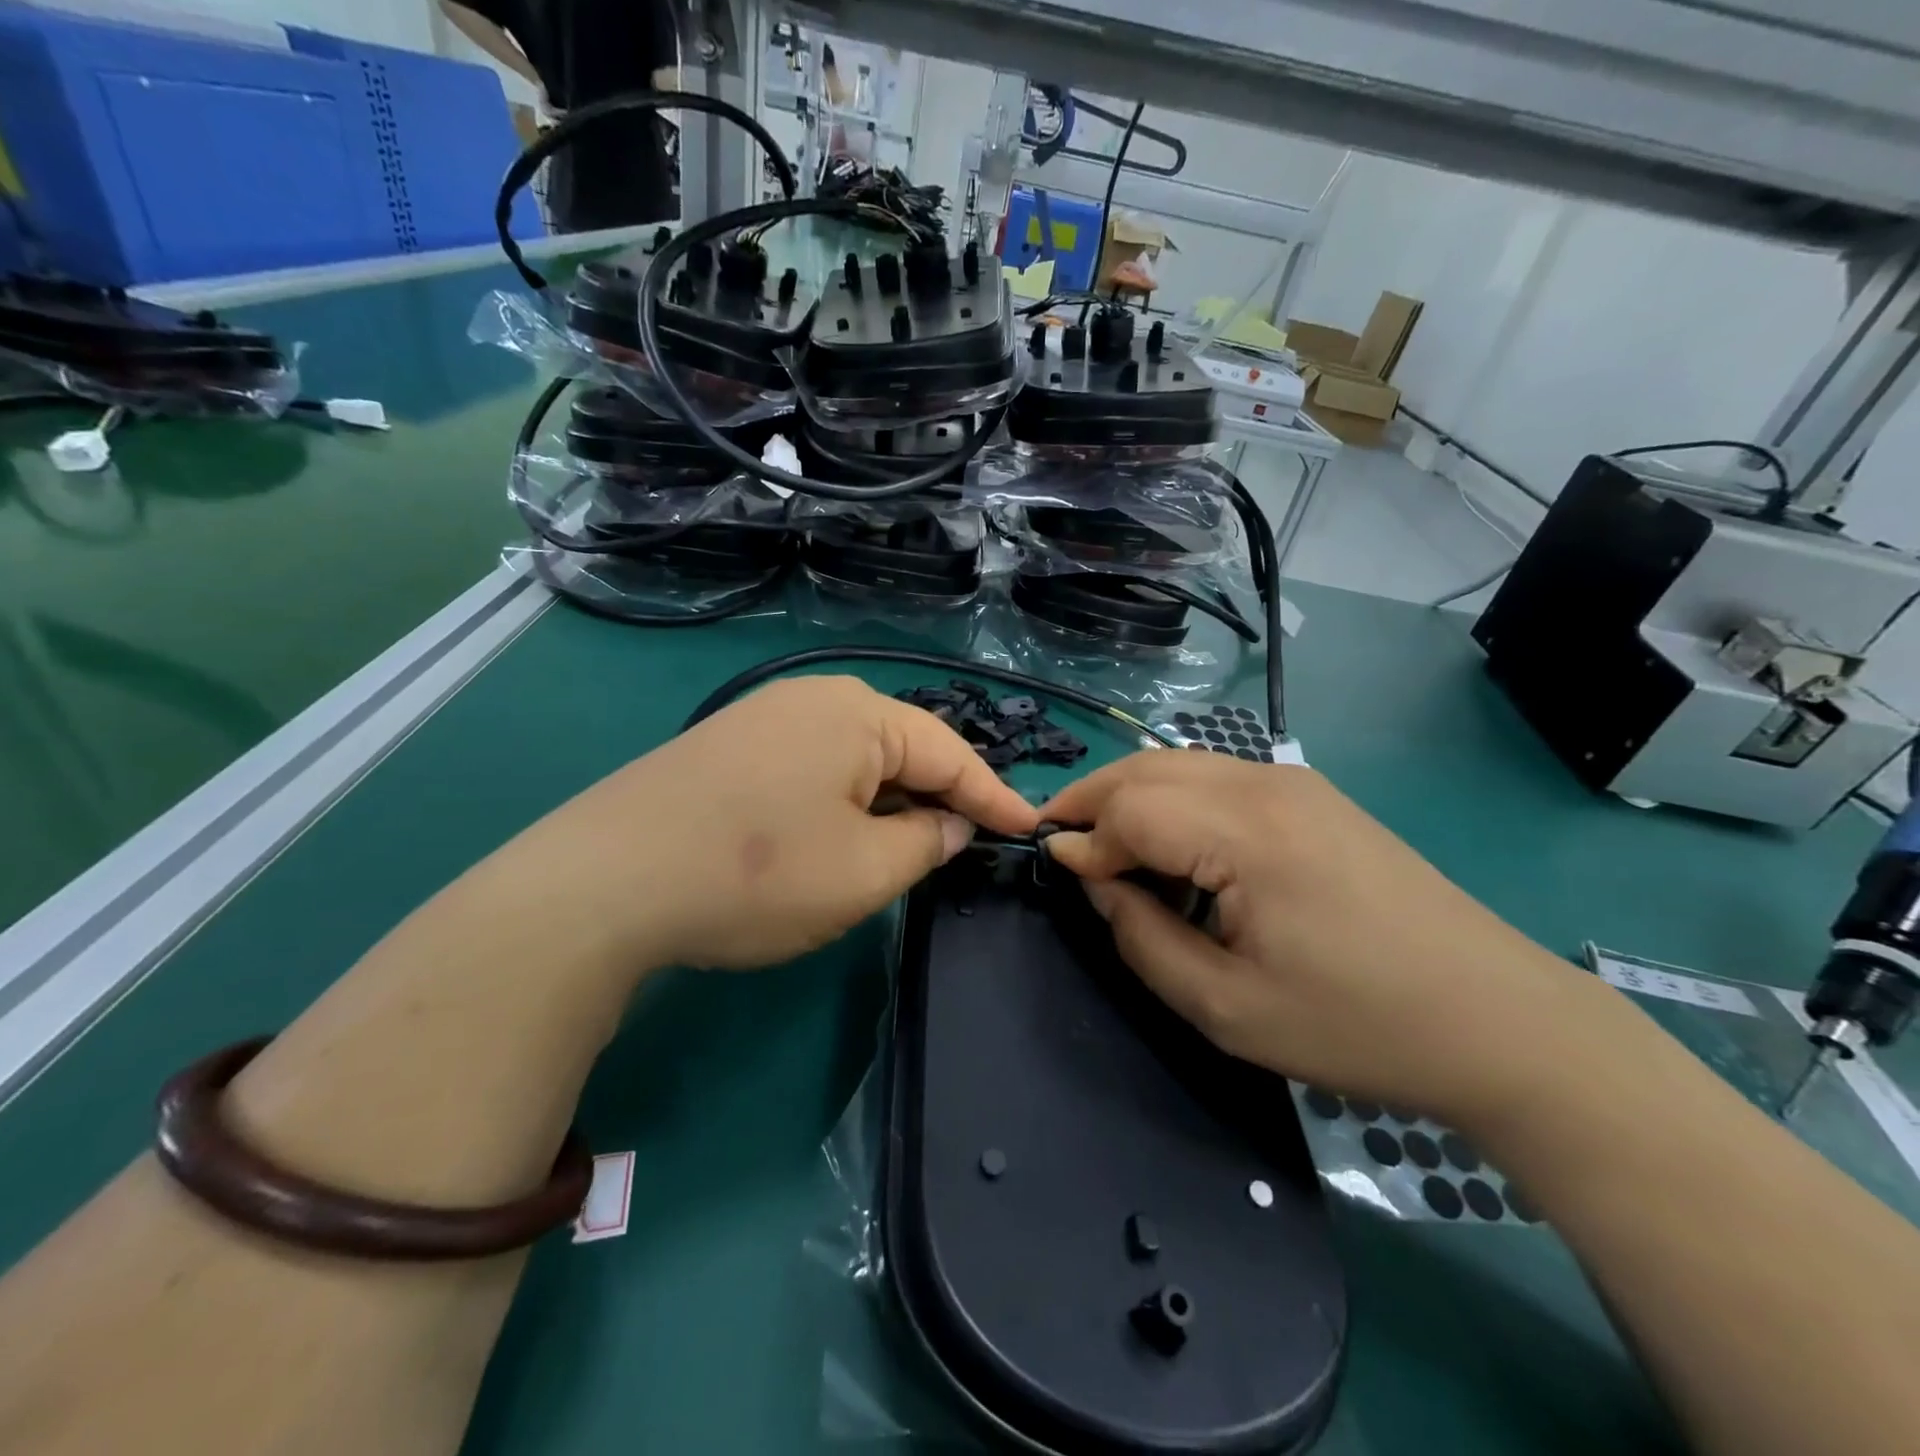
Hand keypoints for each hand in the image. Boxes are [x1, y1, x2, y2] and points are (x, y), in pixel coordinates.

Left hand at [528, 676, 1038, 970]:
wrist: (603, 882)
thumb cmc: (756, 873)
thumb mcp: (863, 871)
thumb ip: (926, 843)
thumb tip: (952, 823)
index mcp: (858, 714)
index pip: (950, 753)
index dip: (993, 797)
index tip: (1028, 828)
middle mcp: (814, 699)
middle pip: (902, 748)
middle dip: (939, 795)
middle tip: (969, 839)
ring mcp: (764, 718)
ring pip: (855, 758)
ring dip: (889, 800)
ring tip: (910, 843)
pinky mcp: (729, 746)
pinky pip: (812, 766)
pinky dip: (842, 800)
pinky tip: (838, 833)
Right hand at [1041, 752, 1605, 1125]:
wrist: (1500, 1021)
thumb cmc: (1356, 1024)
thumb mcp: (1226, 1008)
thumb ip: (1142, 938)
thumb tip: (1096, 882)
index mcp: (1246, 833)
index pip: (1130, 807)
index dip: (1083, 838)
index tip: (1059, 874)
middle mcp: (1266, 785)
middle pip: (1148, 768)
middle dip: (1092, 800)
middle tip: (1064, 846)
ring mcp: (1296, 783)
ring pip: (1181, 763)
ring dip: (1130, 794)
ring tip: (1105, 843)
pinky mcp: (1314, 796)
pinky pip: (1217, 777)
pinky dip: (1173, 797)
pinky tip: (1171, 842)